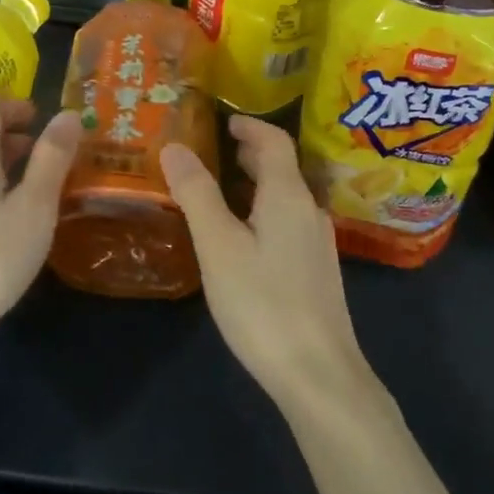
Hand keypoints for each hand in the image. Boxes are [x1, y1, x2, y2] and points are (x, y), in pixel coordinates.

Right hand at [160, 115, 369, 410]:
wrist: (318, 374)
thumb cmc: (263, 302)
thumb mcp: (218, 245)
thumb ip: (197, 194)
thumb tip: (175, 146)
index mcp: (288, 196)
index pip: (274, 142)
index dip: (250, 126)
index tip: (224, 120)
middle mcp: (309, 211)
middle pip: (281, 168)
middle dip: (249, 154)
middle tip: (214, 150)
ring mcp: (317, 243)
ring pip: (284, 198)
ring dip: (255, 184)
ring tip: (220, 189)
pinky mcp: (317, 271)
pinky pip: (287, 222)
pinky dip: (262, 212)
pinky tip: (242, 236)